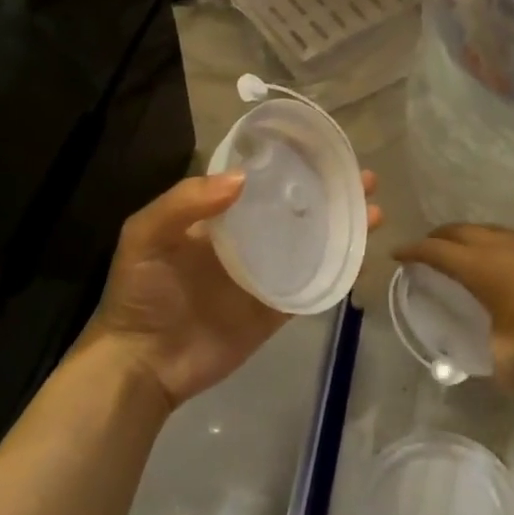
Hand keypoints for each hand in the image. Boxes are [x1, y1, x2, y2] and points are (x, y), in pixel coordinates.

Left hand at [87, 170, 381, 409]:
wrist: (143, 364)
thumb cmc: (140, 293)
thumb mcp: (146, 236)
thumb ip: (186, 202)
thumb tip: (243, 178)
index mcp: (217, 219)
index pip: (260, 183)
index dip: (291, 166)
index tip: (323, 151)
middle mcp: (246, 240)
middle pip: (295, 210)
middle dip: (329, 192)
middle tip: (363, 178)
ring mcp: (264, 275)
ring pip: (311, 244)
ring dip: (342, 227)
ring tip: (373, 209)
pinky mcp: (276, 308)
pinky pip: (312, 286)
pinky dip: (338, 270)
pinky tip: (361, 255)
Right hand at [393, 224, 513, 385]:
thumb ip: (504, 368)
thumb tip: (504, 389)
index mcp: (472, 264)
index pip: (433, 251)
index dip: (412, 250)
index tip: (397, 253)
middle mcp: (487, 244)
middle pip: (451, 231)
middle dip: (434, 237)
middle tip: (424, 248)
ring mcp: (512, 237)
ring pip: (476, 228)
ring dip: (460, 235)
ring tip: (457, 248)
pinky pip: (498, 232)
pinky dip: (485, 238)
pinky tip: (496, 253)